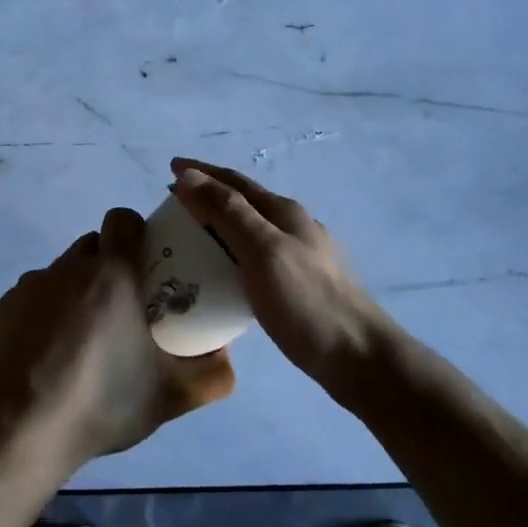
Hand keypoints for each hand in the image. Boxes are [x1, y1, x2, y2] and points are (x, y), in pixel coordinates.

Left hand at [0, 207, 235, 469]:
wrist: (20, 431)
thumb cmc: (102, 403)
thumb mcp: (171, 396)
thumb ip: (213, 374)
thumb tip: (225, 352)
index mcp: (112, 274)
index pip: (123, 219)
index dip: (137, 232)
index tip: (148, 263)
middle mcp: (70, 267)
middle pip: (95, 245)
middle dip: (111, 264)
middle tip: (125, 306)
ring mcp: (33, 284)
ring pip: (65, 269)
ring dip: (80, 288)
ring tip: (87, 335)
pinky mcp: (6, 306)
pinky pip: (37, 293)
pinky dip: (49, 309)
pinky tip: (52, 351)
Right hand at [169, 159, 397, 390]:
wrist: (359, 358)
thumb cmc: (307, 301)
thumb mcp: (262, 250)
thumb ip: (227, 211)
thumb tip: (188, 175)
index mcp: (283, 212)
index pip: (233, 181)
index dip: (200, 173)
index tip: (168, 168)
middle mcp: (293, 226)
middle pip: (242, 202)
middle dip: (206, 196)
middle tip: (171, 207)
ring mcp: (300, 256)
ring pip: (249, 230)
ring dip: (218, 225)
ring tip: (189, 237)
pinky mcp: (300, 285)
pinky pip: (255, 257)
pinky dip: (231, 254)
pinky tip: (222, 274)